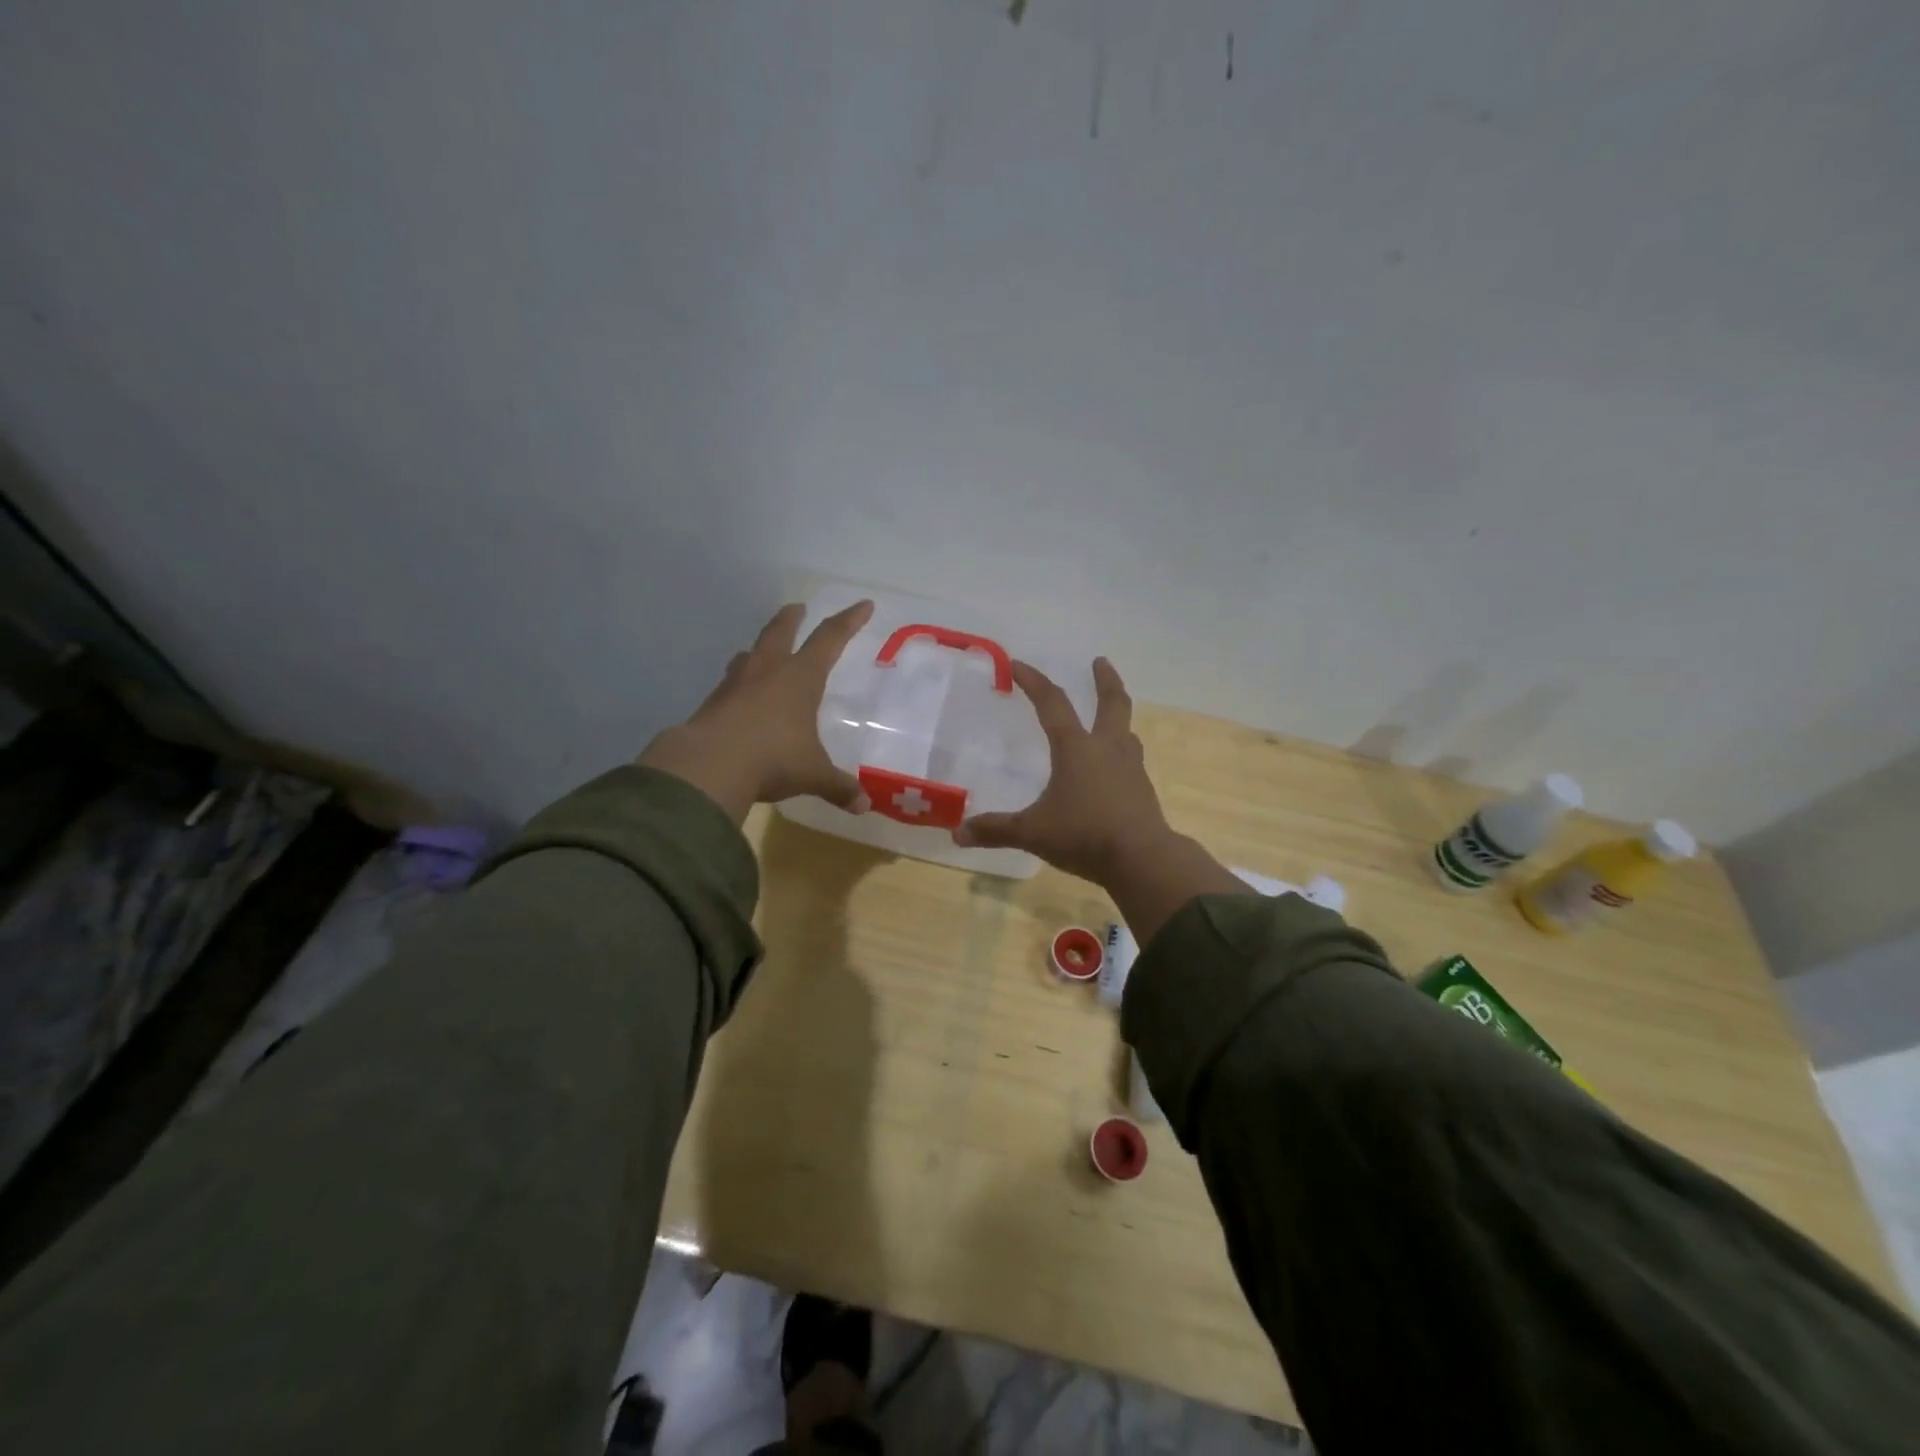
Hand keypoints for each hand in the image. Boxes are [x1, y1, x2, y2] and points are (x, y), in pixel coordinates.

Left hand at [638, 600, 873, 824]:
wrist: (709, 766)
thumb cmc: (773, 759)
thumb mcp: (813, 774)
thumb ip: (838, 787)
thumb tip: (863, 806)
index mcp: (800, 677)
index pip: (830, 638)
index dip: (849, 621)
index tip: (863, 605)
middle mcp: (768, 671)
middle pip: (781, 631)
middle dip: (792, 617)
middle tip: (798, 607)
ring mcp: (736, 684)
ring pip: (750, 653)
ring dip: (760, 647)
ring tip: (763, 651)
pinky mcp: (712, 703)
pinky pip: (730, 683)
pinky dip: (739, 681)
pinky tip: (740, 695)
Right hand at [953, 658, 1171, 882]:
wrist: (1142, 859)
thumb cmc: (1084, 835)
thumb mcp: (1033, 832)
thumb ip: (996, 830)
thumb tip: (957, 834)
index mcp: (1076, 748)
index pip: (1052, 703)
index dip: (1033, 681)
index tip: (1018, 664)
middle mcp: (1107, 748)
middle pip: (1112, 703)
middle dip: (1105, 680)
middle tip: (1100, 661)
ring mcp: (1130, 767)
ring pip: (1126, 730)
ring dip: (1117, 716)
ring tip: (1110, 716)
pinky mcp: (1142, 789)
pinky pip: (1131, 759)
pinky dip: (1122, 751)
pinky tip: (1115, 767)